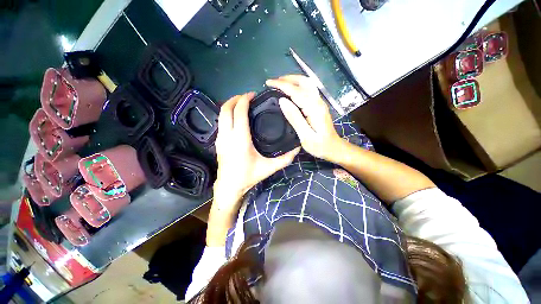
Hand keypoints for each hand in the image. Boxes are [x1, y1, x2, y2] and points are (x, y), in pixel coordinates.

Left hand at [214, 92, 300, 209]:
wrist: (229, 186)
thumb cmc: (248, 176)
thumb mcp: (269, 168)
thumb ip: (284, 159)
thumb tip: (297, 149)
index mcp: (240, 139)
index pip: (239, 112)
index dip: (245, 100)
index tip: (253, 95)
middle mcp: (227, 135)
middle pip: (226, 109)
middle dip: (235, 98)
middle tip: (247, 96)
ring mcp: (220, 138)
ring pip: (221, 114)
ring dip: (230, 105)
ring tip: (241, 104)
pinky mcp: (218, 141)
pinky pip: (221, 121)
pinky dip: (227, 114)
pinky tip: (236, 117)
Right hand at [266, 75, 343, 161]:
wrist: (334, 148)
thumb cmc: (320, 145)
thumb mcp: (305, 135)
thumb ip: (294, 118)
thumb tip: (282, 101)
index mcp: (314, 108)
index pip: (296, 91)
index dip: (282, 85)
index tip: (269, 83)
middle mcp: (318, 101)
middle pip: (303, 82)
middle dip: (287, 79)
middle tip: (273, 82)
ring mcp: (319, 102)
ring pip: (306, 84)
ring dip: (292, 80)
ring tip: (279, 84)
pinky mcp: (318, 105)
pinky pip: (307, 90)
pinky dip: (297, 86)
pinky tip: (290, 92)